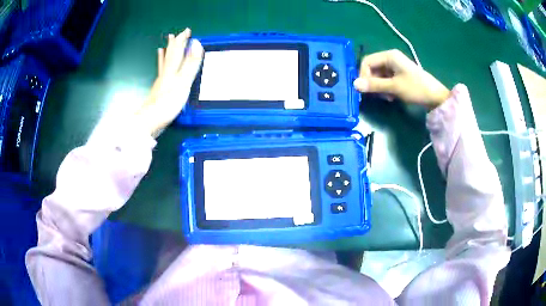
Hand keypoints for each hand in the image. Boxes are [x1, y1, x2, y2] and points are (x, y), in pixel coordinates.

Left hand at [136, 28, 203, 137]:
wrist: (150, 121)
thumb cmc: (168, 102)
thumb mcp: (183, 82)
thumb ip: (190, 64)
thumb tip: (197, 44)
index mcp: (172, 70)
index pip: (177, 50)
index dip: (182, 40)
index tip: (187, 31)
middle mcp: (165, 73)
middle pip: (169, 56)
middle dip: (173, 45)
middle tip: (174, 35)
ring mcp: (160, 83)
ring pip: (163, 65)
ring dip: (164, 55)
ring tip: (162, 48)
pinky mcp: (159, 92)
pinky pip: (160, 75)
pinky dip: (160, 70)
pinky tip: (160, 71)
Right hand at [353, 50, 449, 108]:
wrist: (436, 97)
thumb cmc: (416, 89)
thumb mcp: (394, 87)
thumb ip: (374, 85)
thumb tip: (354, 84)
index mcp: (389, 56)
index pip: (367, 61)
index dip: (363, 75)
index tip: (366, 89)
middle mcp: (391, 58)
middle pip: (372, 68)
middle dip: (372, 82)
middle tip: (378, 95)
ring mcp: (396, 66)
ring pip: (378, 75)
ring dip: (379, 87)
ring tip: (387, 97)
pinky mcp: (400, 75)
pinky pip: (386, 79)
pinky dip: (386, 88)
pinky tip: (392, 96)